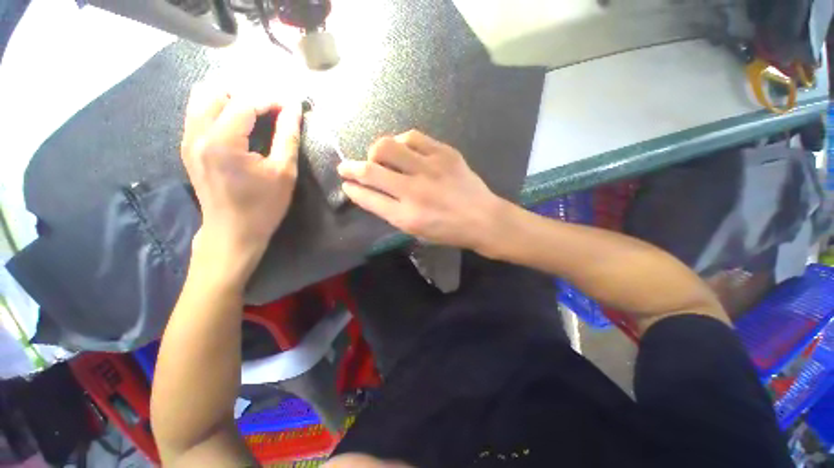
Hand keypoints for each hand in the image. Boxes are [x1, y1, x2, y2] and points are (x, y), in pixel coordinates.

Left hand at [180, 84, 301, 276]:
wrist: (232, 232)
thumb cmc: (263, 206)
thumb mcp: (284, 173)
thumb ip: (288, 137)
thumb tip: (293, 110)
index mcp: (222, 141)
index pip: (244, 102)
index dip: (270, 99)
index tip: (290, 106)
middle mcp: (197, 134)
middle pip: (216, 91)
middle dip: (247, 94)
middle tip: (271, 110)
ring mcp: (188, 140)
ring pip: (201, 98)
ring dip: (230, 99)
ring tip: (255, 113)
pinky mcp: (187, 147)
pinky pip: (198, 114)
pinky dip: (218, 110)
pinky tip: (238, 125)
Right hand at [338, 130, 503, 251]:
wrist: (483, 218)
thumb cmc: (448, 230)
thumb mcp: (416, 230)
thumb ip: (390, 211)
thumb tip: (368, 192)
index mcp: (406, 216)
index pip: (368, 198)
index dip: (352, 188)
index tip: (345, 183)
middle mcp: (414, 191)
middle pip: (371, 170)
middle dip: (351, 167)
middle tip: (348, 166)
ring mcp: (430, 168)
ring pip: (387, 147)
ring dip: (375, 151)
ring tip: (380, 157)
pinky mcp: (444, 153)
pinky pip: (412, 137)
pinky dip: (400, 141)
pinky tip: (402, 148)